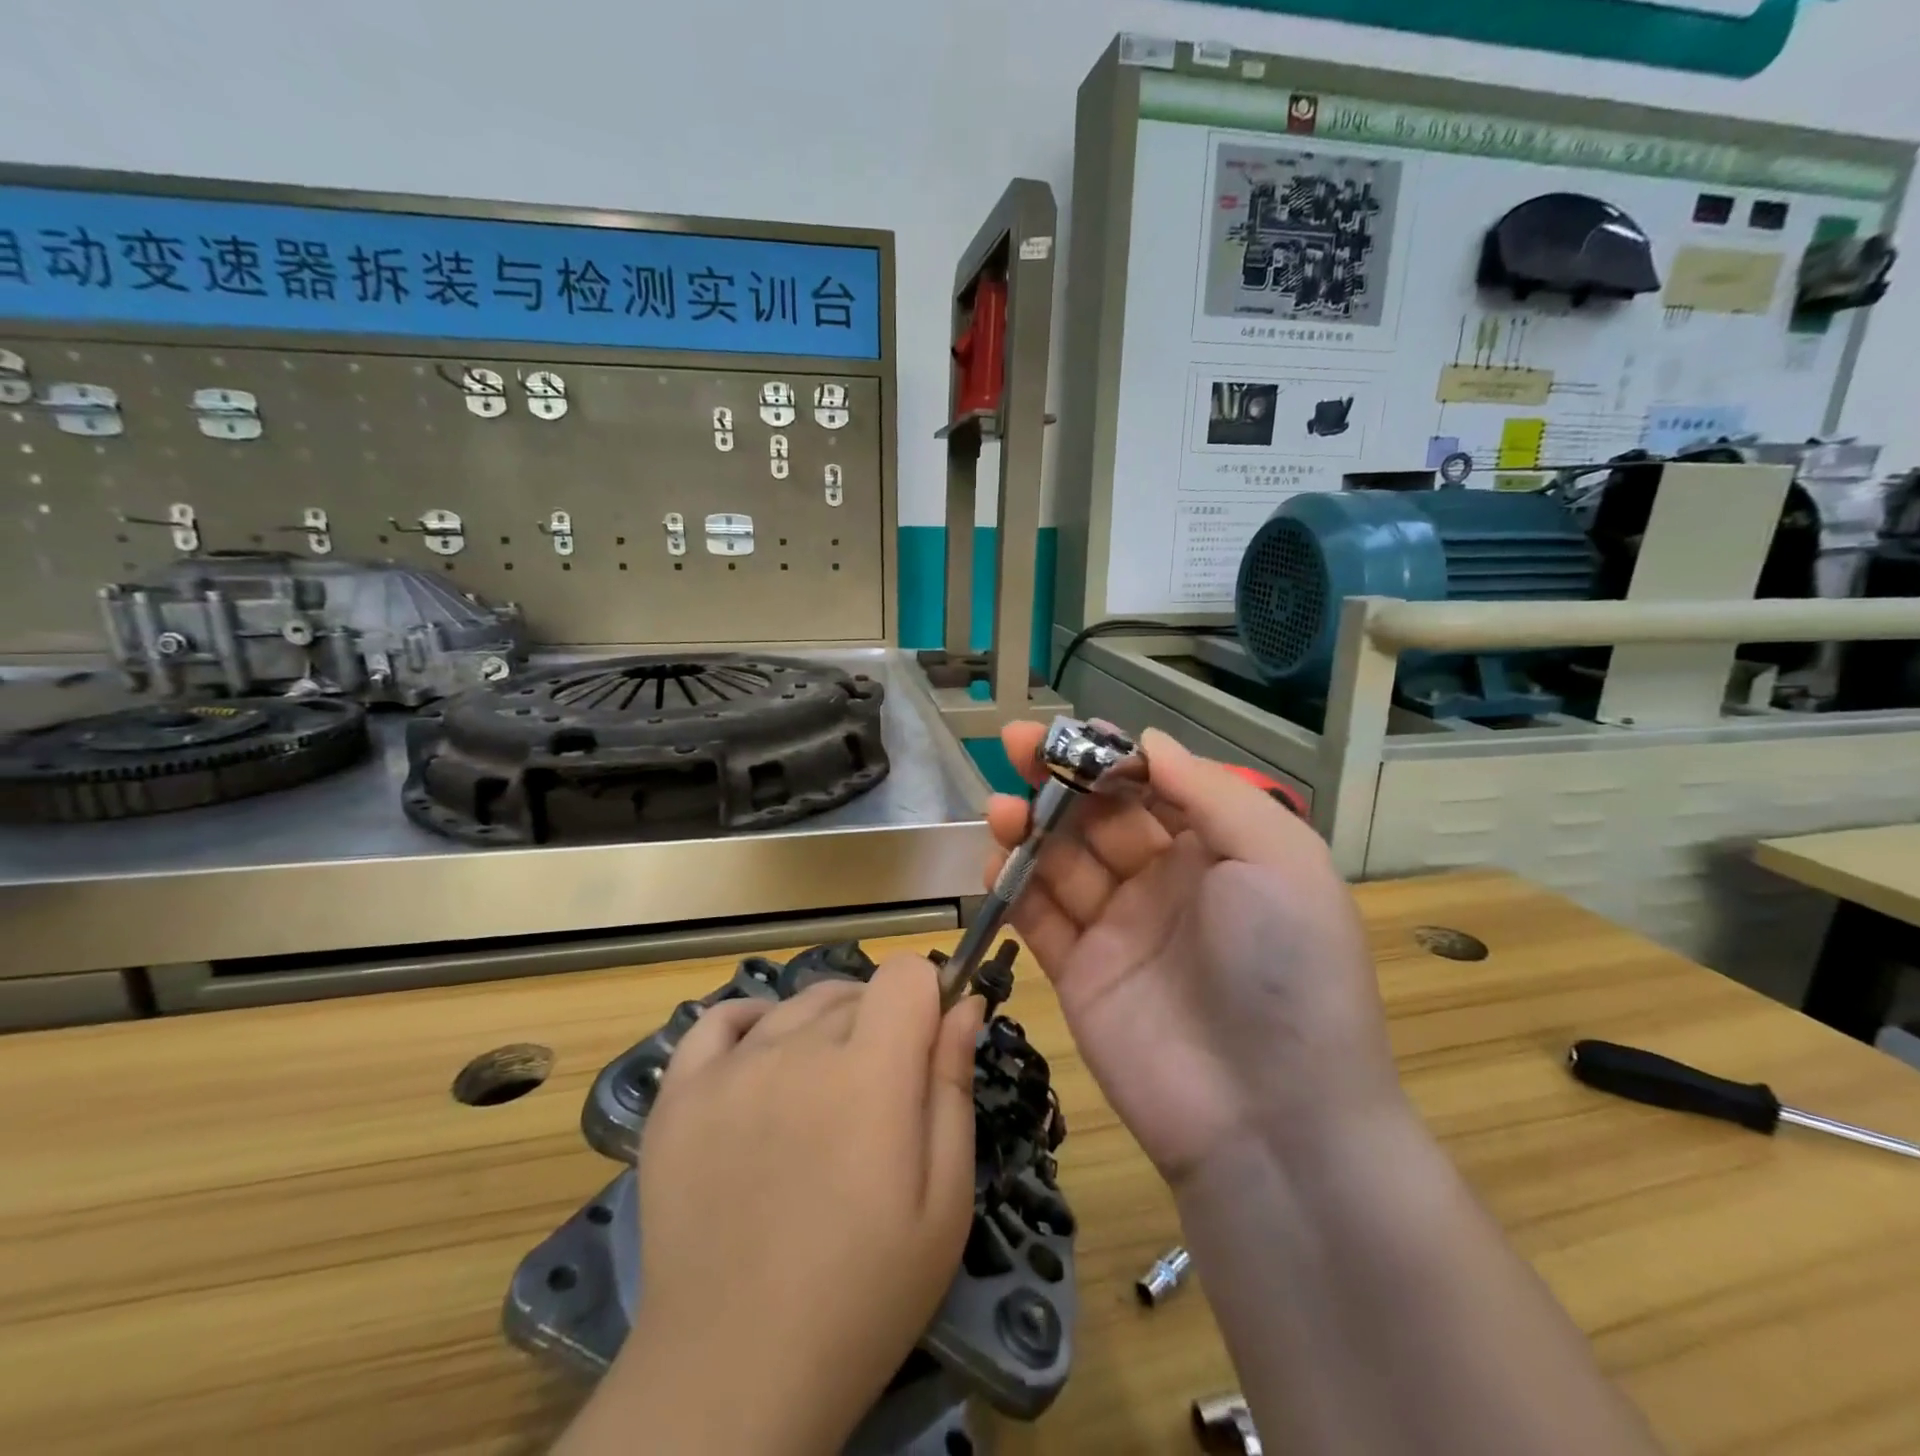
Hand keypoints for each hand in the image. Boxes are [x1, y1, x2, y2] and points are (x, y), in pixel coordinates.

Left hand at [589, 958, 981, 1455]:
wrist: (734, 1374)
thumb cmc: (862, 1296)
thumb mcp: (943, 1203)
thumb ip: (954, 1088)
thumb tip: (965, 1006)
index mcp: (869, 1073)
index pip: (906, 974)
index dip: (927, 1000)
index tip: (927, 1048)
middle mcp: (796, 1050)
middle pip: (855, 992)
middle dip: (880, 1025)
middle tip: (877, 1102)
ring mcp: (729, 1068)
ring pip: (797, 1004)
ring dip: (823, 1029)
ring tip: (823, 1096)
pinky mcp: (679, 1095)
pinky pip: (719, 1020)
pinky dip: (752, 1024)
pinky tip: (764, 1060)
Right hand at [985, 723, 1403, 1187]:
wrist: (1271, 1119)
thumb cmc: (1286, 968)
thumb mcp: (1278, 858)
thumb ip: (1209, 790)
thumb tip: (1146, 739)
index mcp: (1217, 849)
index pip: (1152, 783)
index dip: (1109, 754)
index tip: (1068, 732)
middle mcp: (1165, 880)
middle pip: (1098, 814)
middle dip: (1058, 778)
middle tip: (1015, 744)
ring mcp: (1118, 927)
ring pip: (1061, 859)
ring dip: (1029, 826)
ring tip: (1001, 810)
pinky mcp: (1079, 971)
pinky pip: (1038, 916)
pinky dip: (1012, 885)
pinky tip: (996, 864)